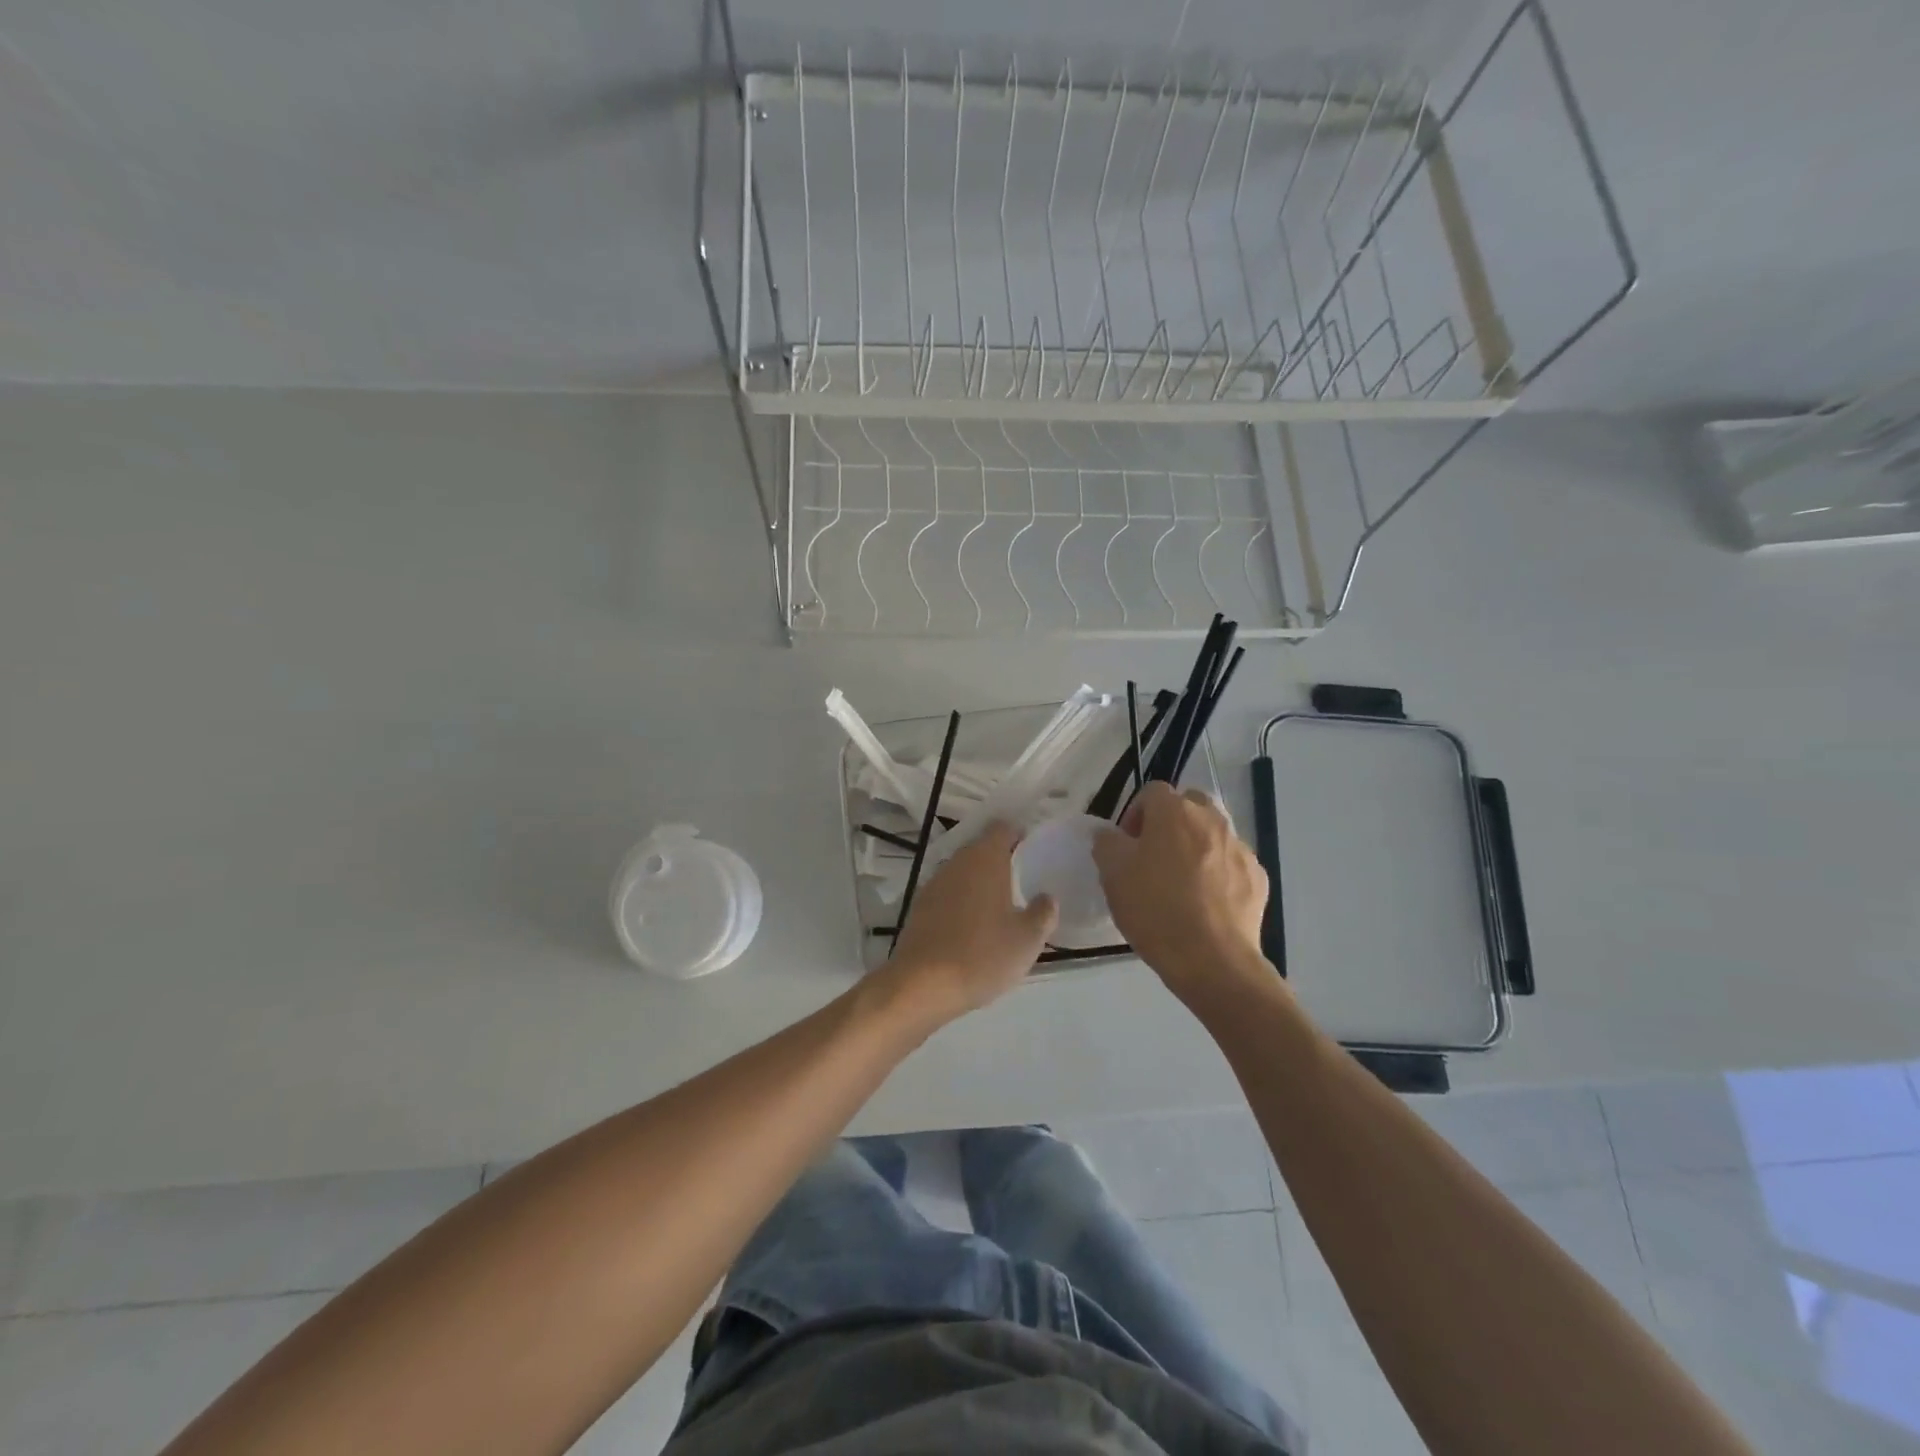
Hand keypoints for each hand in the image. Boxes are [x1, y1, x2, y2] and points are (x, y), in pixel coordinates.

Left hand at [884, 823, 1056, 1021]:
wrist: (922, 985)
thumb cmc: (983, 955)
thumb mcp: (1027, 939)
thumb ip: (1043, 913)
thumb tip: (1047, 897)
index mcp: (985, 859)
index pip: (1002, 828)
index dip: (1018, 835)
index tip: (1032, 851)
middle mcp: (957, 862)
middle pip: (981, 848)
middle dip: (1000, 860)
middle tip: (1022, 880)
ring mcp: (934, 884)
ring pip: (963, 872)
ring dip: (980, 882)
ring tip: (1000, 906)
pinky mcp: (919, 907)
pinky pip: (948, 894)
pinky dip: (962, 902)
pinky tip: (972, 926)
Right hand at [1093, 783, 1269, 1001]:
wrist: (1213, 960)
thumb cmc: (1155, 910)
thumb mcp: (1113, 874)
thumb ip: (1106, 843)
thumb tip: (1110, 834)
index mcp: (1174, 812)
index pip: (1151, 792)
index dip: (1134, 814)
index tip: (1126, 844)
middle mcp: (1212, 819)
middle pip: (1188, 806)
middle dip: (1170, 824)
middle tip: (1154, 857)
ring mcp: (1240, 847)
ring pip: (1212, 834)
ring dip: (1195, 847)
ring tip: (1181, 883)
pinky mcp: (1257, 877)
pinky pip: (1231, 863)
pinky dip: (1218, 873)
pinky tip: (1205, 903)